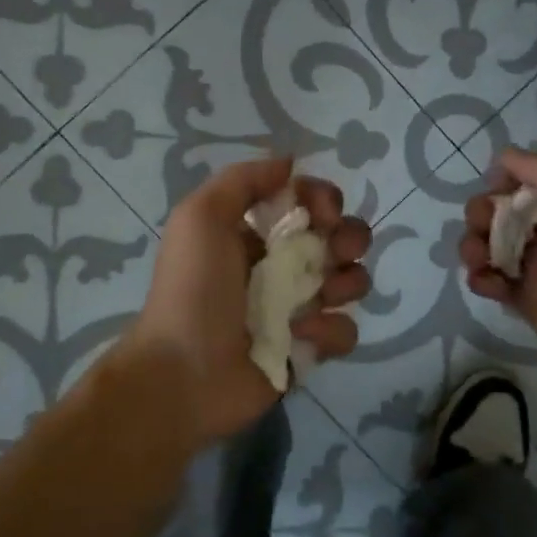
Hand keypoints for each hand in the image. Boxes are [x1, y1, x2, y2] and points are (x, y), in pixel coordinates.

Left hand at [125, 156, 371, 445]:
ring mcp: (299, 309)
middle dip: (349, 238)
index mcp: (257, 233)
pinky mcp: (309, 350)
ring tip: (319, 297)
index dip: (325, 200)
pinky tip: (301, 337)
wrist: (183, 373)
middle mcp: (283, 266)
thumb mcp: (201, 216)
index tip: (322, 213)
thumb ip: (244, 180)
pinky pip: (344, 331)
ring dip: (347, 283)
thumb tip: (290, 163)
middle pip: (342, 238)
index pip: (310, 202)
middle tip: (335, 252)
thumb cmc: (193, 289)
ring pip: (352, 281)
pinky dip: (329, 331)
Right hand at [460, 149, 536, 408]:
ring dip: (475, 246)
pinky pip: (495, 281)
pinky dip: (482, 278)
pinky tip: (486, 285)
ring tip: (478, 261)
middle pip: (505, 211)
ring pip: (494, 246)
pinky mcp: (529, 302)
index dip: (506, 180)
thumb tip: (505, 156)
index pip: (531, 180)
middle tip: (481, 228)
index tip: (494, 189)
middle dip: (483, 214)